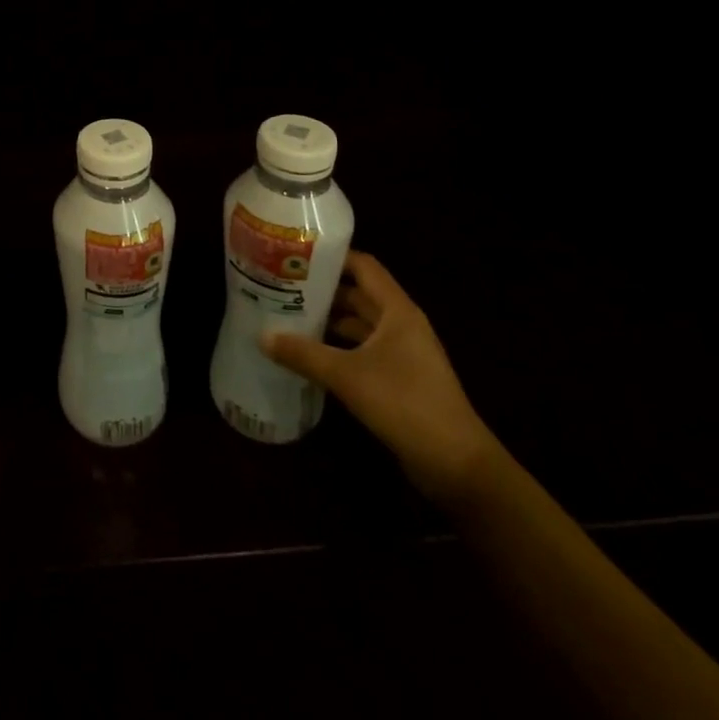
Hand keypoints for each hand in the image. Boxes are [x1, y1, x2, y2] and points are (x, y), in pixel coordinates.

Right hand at [262, 251, 499, 502]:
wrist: (457, 465)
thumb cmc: (406, 404)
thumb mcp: (347, 376)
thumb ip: (303, 353)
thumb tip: (261, 335)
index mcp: (397, 311)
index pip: (363, 266)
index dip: (331, 256)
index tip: (294, 254)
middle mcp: (401, 325)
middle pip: (357, 294)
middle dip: (322, 289)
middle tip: (280, 285)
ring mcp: (402, 353)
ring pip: (358, 324)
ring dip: (327, 320)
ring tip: (286, 315)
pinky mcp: (398, 379)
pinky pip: (361, 350)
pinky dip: (336, 347)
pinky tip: (307, 353)